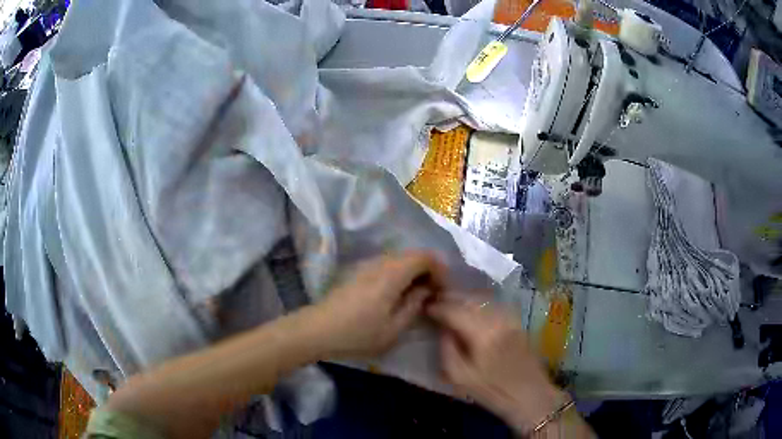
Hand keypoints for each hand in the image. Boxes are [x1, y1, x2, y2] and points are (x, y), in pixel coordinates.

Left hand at [315, 251, 444, 357]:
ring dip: (413, 273)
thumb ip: (414, 306)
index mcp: (391, 274)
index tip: (442, 289)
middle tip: (433, 293)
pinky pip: (386, 266)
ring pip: (399, 260)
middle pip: (412, 255)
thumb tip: (426, 290)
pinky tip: (396, 295)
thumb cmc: (357, 333)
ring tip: (416, 296)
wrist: (317, 330)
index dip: (439, 269)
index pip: (424, 257)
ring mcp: (366, 265)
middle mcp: (380, 263)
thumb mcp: (393, 329)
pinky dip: (399, 275)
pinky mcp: (357, 272)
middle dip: (427, 271)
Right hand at [427, 298, 567, 432]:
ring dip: (464, 297)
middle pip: (470, 299)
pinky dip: (479, 301)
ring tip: (450, 301)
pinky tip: (472, 307)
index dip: (438, 307)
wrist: (530, 396)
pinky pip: (494, 304)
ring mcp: (510, 318)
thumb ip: (447, 350)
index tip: (425, 307)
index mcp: (482, 334)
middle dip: (450, 297)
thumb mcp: (460, 378)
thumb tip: (442, 329)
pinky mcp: (517, 322)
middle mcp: (498, 319)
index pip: (455, 310)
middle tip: (434, 300)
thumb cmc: (493, 392)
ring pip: (483, 298)